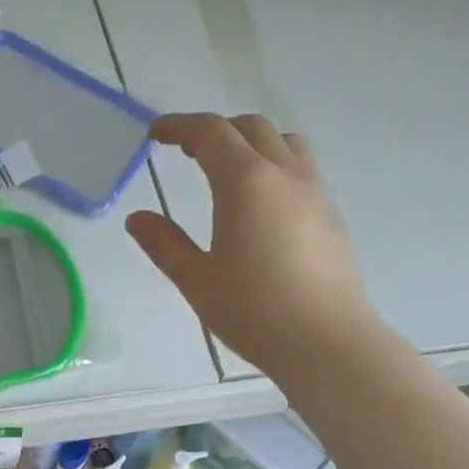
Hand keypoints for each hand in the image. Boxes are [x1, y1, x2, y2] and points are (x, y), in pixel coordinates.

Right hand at [127, 114, 378, 370]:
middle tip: (186, 152)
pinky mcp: (331, 217)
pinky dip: (274, 167)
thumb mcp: (197, 281)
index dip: (180, 126)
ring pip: (285, 143)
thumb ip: (165, 244)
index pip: (212, 133)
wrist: (326, 341)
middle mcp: (285, 175)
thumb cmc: (253, 311)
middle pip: (252, 128)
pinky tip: (261, 206)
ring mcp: (315, 193)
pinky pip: (302, 170)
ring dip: (252, 143)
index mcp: (246, 183)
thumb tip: (137, 218)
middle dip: (216, 130)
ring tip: (228, 171)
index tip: (156, 134)